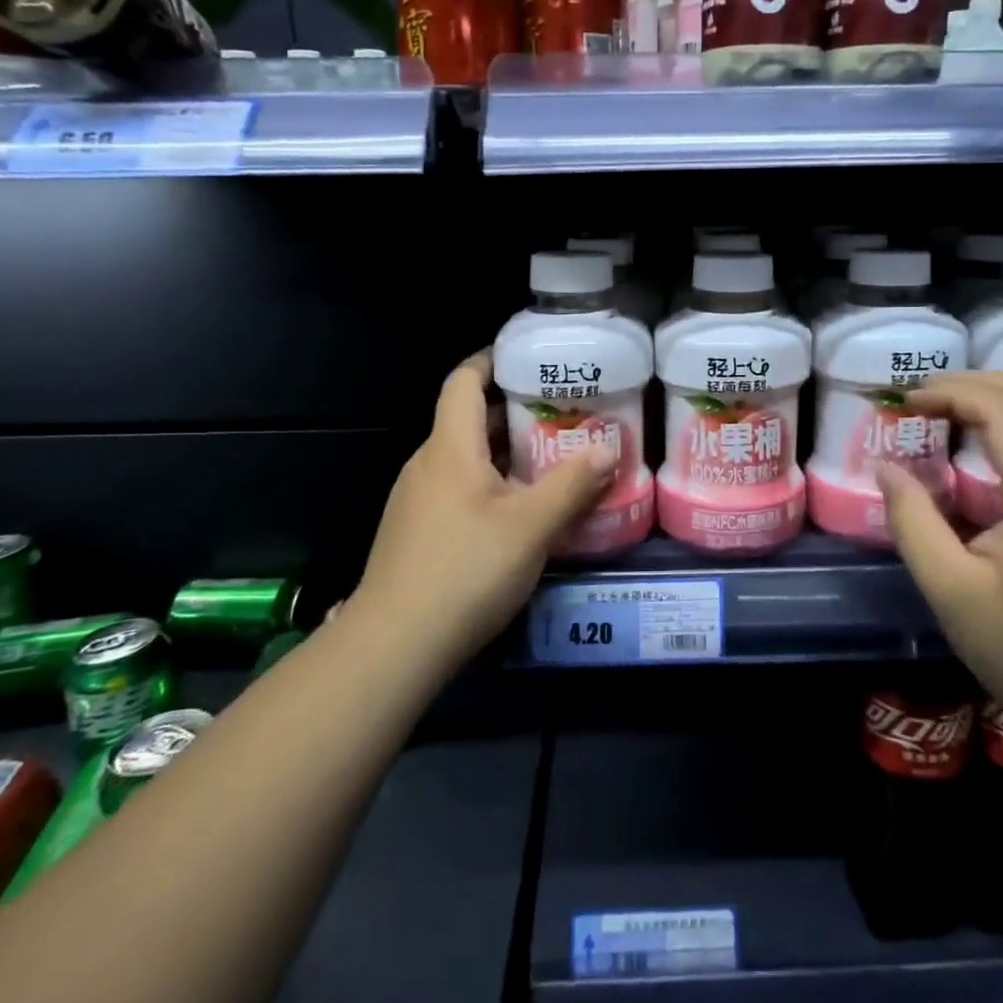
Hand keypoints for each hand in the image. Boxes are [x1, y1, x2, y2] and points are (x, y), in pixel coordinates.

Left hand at [351, 352, 616, 670]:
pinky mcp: (416, 531)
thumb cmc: (465, 570)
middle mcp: (427, 463)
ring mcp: (417, 499)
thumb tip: (608, 446)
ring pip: (465, 458)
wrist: (395, 645)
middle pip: (467, 419)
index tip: (530, 358)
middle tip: (563, 413)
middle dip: (513, 411)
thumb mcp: (531, 527)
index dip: (492, 360)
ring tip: (551, 459)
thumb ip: (572, 484)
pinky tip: (520, 510)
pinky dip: (490, 484)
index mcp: (449, 447)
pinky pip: (457, 488)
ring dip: (505, 452)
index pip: (463, 381)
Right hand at [877, 372, 1002, 753]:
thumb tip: (886, 467)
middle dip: (973, 383)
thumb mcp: (952, 591)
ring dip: (1000, 397)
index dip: (949, 392)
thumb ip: (913, 522)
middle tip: (923, 398)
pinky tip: (990, 445)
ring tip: (949, 411)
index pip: (1002, 408)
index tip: (905, 401)